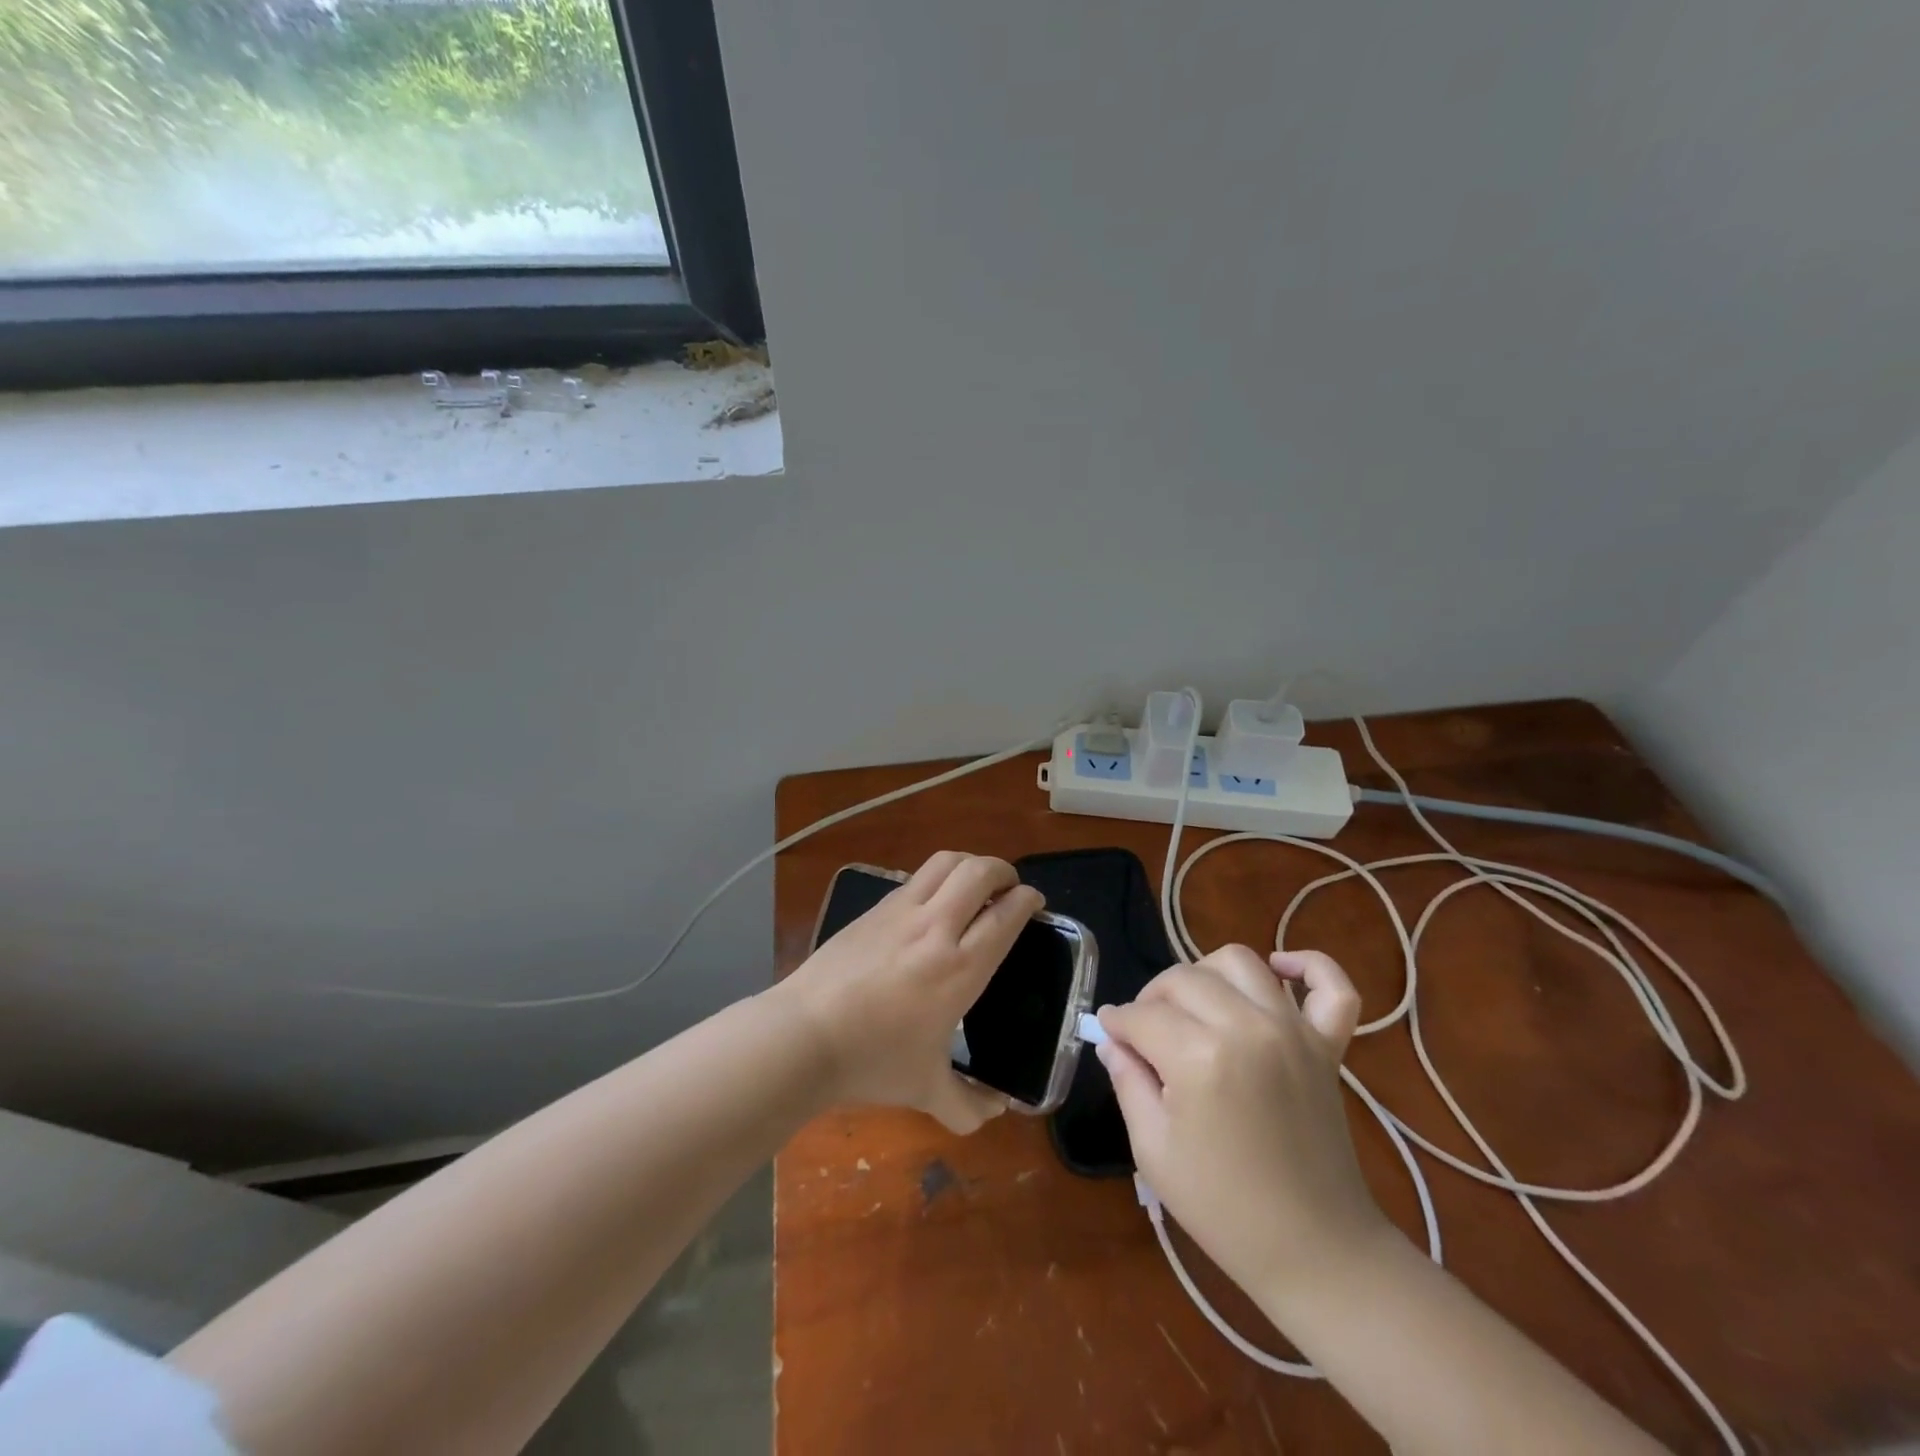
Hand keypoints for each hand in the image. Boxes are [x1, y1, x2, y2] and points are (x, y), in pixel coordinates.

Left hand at [777, 852, 1043, 1132]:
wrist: (803, 1035)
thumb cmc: (872, 1061)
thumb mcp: (926, 1091)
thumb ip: (969, 1106)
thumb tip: (997, 1110)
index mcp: (960, 967)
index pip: (1006, 914)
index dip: (1027, 900)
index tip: (1034, 903)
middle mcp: (936, 927)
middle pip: (979, 871)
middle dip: (1003, 871)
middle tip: (1009, 888)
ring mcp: (901, 911)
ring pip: (945, 862)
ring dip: (969, 865)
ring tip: (975, 885)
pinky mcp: (874, 909)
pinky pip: (915, 879)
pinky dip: (936, 879)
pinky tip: (932, 905)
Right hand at [1097, 946, 1388, 1303]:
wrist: (1315, 1251)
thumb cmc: (1222, 1206)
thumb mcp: (1153, 1148)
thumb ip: (1128, 1081)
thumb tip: (1113, 1040)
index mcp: (1199, 1057)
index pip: (1142, 1015)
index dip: (1116, 1023)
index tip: (1108, 1033)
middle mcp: (1247, 1027)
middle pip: (1183, 978)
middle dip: (1151, 998)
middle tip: (1144, 1032)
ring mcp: (1293, 1031)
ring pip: (1238, 962)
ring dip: (1205, 975)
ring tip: (1194, 1007)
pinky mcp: (1327, 1045)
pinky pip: (1330, 986)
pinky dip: (1308, 965)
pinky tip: (1279, 969)